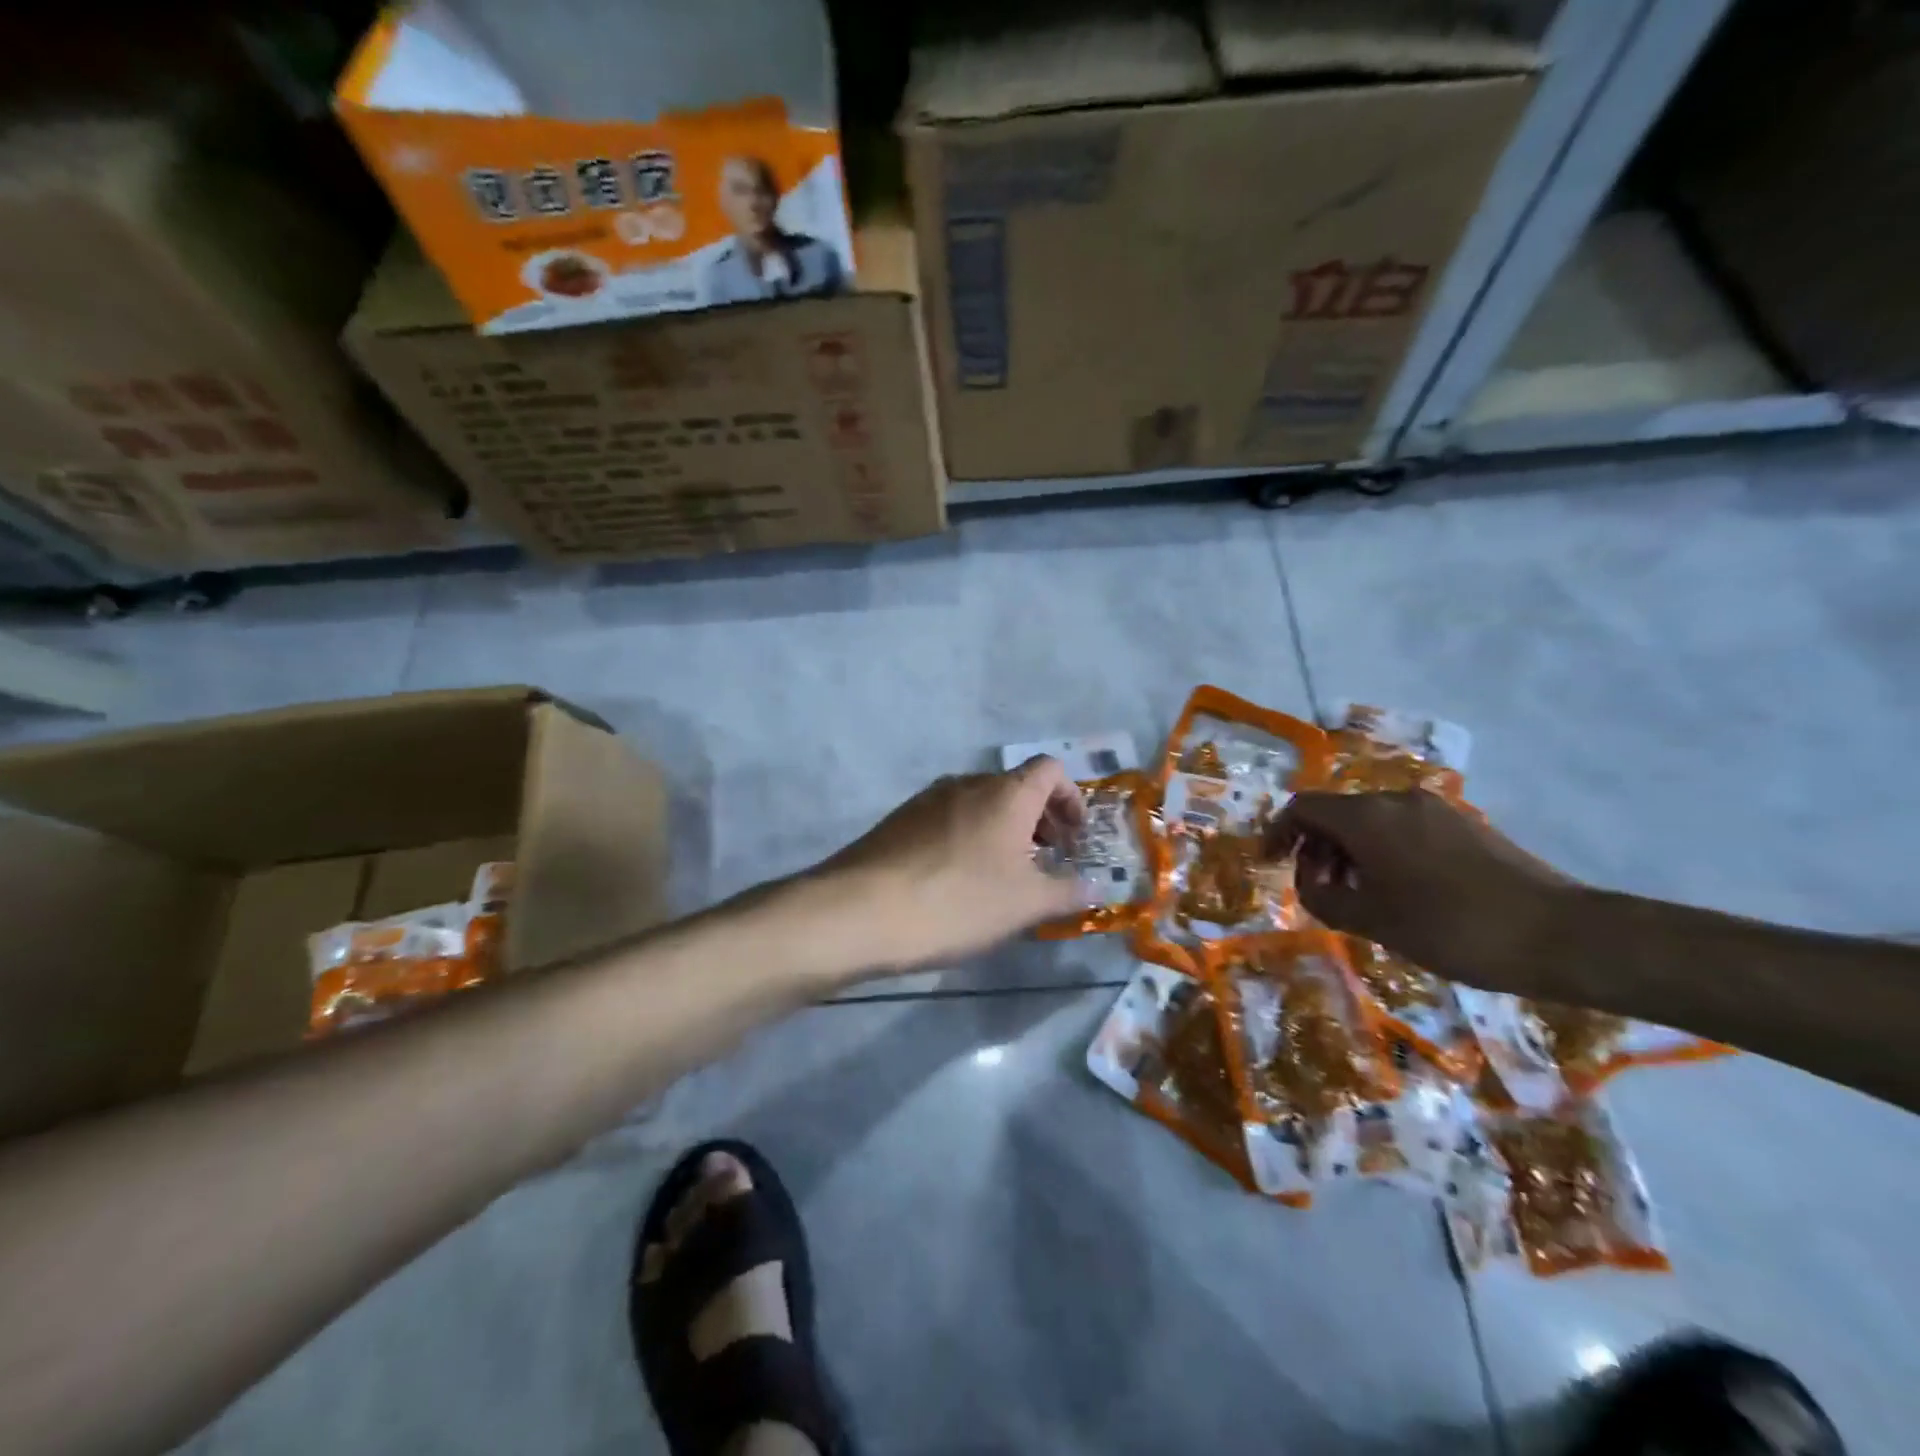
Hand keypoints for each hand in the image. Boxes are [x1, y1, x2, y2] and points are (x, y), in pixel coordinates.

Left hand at [818, 757, 1087, 973]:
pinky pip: (947, 820)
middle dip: (1038, 819)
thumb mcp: (1025, 904)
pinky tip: (957, 883)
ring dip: (1001, 831)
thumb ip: (1067, 891)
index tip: (1075, 838)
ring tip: (1002, 877)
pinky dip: (967, 839)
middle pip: (1014, 787)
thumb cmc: (957, 901)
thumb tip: (1096, 886)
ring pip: (979, 804)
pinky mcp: (898, 821)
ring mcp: (927, 800)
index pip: (1050, 769)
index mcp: (1005, 793)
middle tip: (1045, 861)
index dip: (1070, 798)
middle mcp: (966, 784)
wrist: (860, 911)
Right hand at [1274, 791, 1573, 990]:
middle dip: (1317, 848)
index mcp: (1367, 817)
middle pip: (1337, 812)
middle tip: (1319, 890)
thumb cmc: (1450, 928)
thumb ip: (1322, 897)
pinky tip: (1402, 893)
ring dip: (1351, 853)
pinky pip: (1405, 830)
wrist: (1560, 935)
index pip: (1302, 808)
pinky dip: (1385, 853)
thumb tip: (1309, 881)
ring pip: (1372, 822)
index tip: (1270, 864)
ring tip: (1360, 897)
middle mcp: (1397, 801)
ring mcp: (1436, 810)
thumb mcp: (1371, 921)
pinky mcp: (1466, 826)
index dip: (1278, 833)